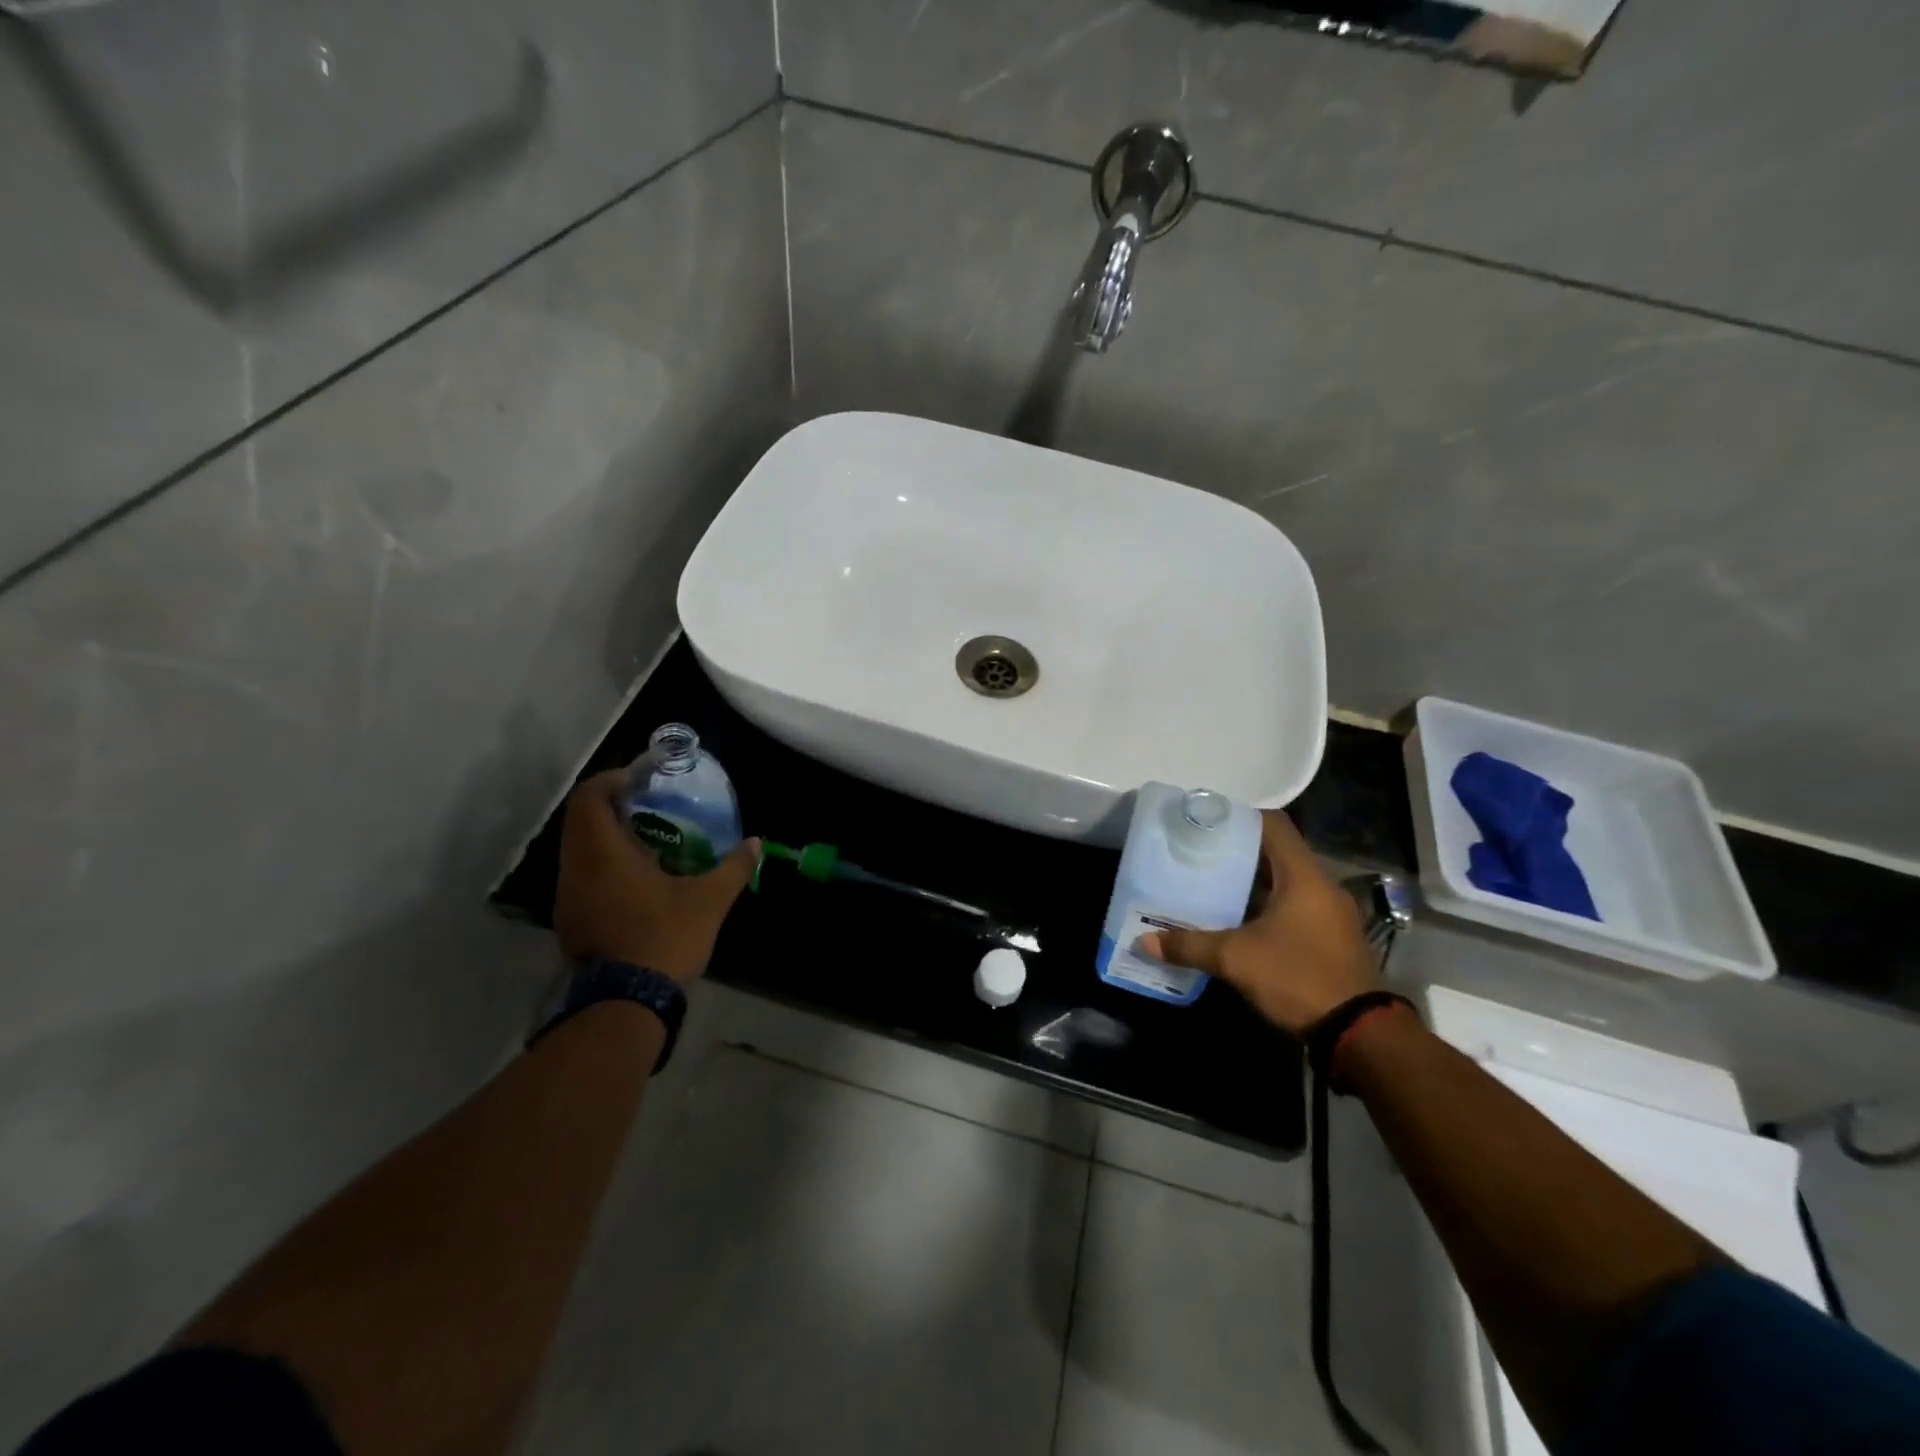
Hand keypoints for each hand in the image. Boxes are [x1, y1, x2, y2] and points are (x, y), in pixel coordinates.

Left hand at [552, 770, 760, 983]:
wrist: (628, 1004)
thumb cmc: (666, 938)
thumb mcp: (709, 900)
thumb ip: (734, 867)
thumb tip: (756, 842)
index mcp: (602, 853)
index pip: (590, 797)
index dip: (612, 780)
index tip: (641, 781)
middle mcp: (575, 869)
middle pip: (580, 821)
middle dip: (611, 806)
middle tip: (649, 806)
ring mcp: (568, 898)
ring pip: (578, 850)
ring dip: (606, 837)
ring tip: (647, 840)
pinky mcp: (571, 921)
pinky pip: (581, 876)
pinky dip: (603, 865)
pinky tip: (636, 879)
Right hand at [1140, 810, 1378, 1035]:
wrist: (1359, 1033)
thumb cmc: (1297, 977)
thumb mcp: (1236, 959)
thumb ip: (1189, 945)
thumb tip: (1144, 941)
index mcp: (1304, 876)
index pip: (1274, 826)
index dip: (1240, 817)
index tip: (1206, 822)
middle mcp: (1322, 887)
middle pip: (1277, 854)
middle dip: (1237, 853)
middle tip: (1198, 855)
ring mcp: (1330, 914)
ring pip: (1285, 884)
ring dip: (1252, 884)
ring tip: (1211, 885)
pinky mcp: (1331, 939)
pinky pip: (1294, 908)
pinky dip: (1266, 907)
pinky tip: (1237, 921)